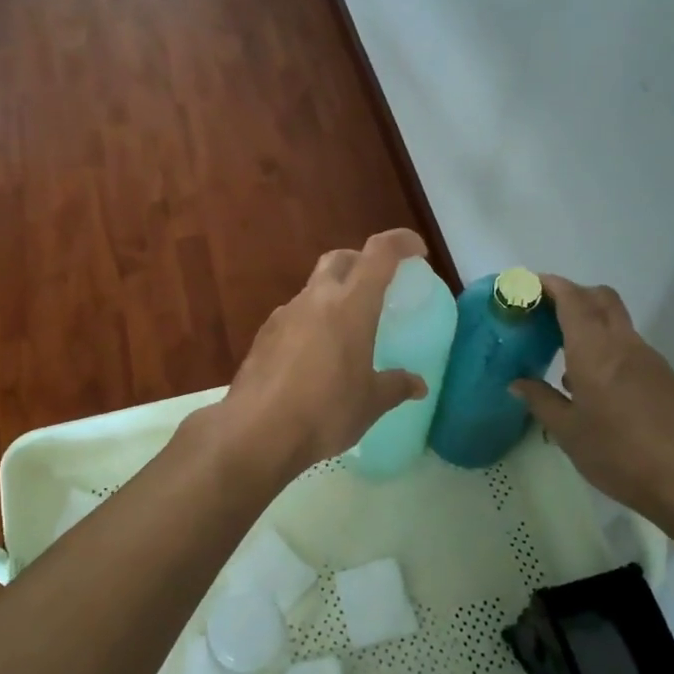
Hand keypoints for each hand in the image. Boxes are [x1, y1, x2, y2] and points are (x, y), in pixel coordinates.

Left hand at [213, 230, 430, 479]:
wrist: (255, 431)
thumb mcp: (370, 403)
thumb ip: (396, 386)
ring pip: (314, 287)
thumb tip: (418, 385)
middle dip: (362, 261)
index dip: (401, 242)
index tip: (418, 252)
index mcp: (350, 305)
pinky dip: (311, 321)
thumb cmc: (325, 411)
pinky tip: (315, 355)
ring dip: (334, 295)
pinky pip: (294, 315)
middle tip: (378, 285)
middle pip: (340, 259)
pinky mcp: (263, 335)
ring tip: (347, 329)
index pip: (380, 253)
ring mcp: (284, 314)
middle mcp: (316, 299)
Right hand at [511, 275, 673, 523]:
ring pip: (616, 321)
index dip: (550, 285)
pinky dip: (605, 346)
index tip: (528, 285)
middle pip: (600, 297)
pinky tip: (591, 383)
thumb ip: (541, 401)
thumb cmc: (619, 454)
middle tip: (544, 311)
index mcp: (595, 351)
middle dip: (572, 294)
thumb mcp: (568, 433)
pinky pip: (627, 346)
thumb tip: (517, 383)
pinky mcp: (663, 376)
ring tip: (561, 351)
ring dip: (589, 321)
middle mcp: (623, 344)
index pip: (573, 299)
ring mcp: (648, 358)